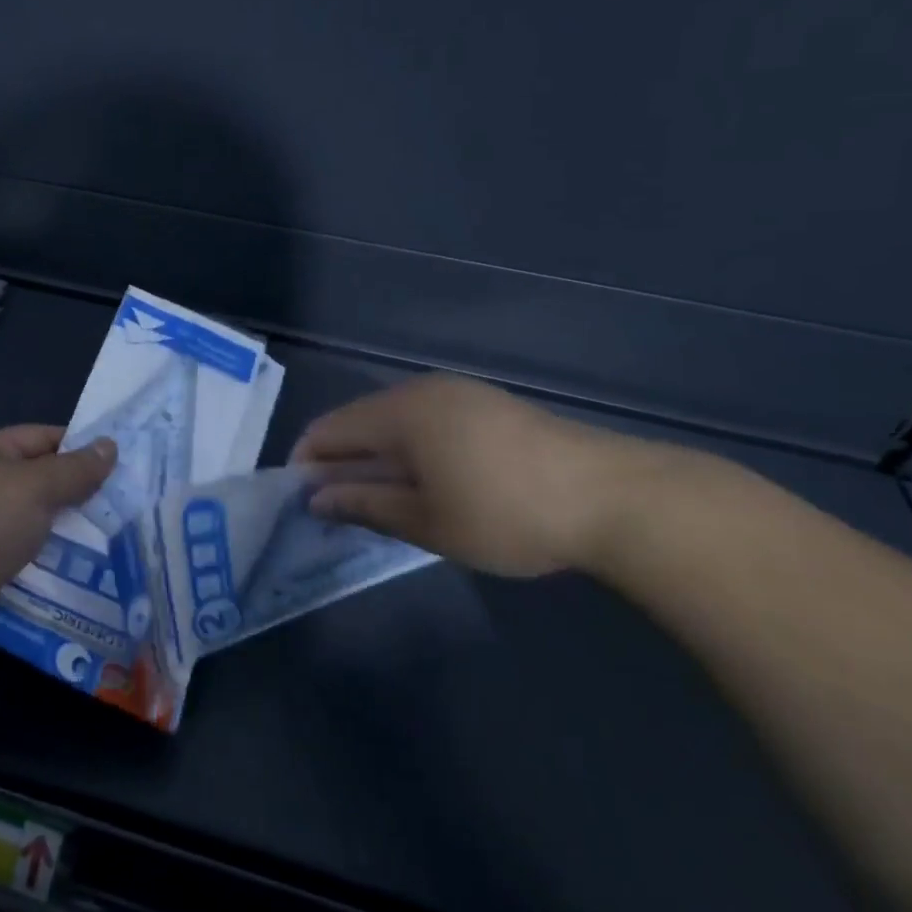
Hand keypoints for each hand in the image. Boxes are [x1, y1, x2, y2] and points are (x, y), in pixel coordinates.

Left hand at [0, 426, 114, 665]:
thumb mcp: (30, 487)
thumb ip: (73, 470)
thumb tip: (110, 446)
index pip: (43, 440)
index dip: (82, 447)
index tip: (127, 462)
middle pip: (43, 491)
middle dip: (85, 503)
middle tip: (138, 512)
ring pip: (39, 537)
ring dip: (74, 547)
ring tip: (128, 552)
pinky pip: (29, 576)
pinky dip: (55, 581)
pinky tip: (97, 588)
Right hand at [292, 375, 679, 578]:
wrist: (611, 496)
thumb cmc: (505, 513)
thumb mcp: (427, 521)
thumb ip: (365, 504)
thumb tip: (316, 497)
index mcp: (400, 411)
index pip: (330, 428)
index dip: (307, 462)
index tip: (300, 501)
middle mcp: (422, 390)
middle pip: (360, 420)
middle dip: (340, 460)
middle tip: (336, 508)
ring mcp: (459, 393)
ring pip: (394, 420)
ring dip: (375, 455)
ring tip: (376, 499)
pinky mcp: (487, 405)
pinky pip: (426, 420)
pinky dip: (409, 448)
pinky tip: (422, 481)